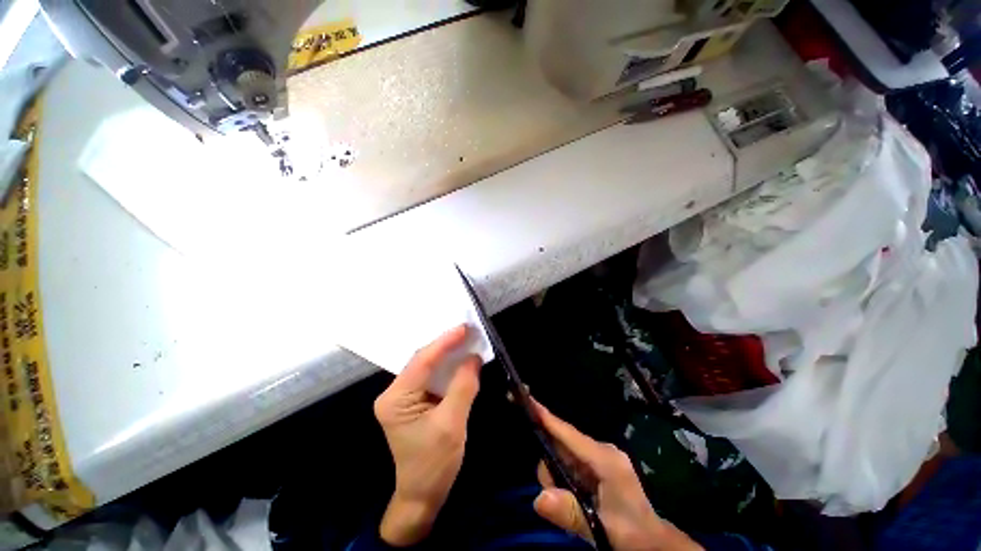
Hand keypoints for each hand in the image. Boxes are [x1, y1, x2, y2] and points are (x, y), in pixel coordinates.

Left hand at [374, 325, 481, 546]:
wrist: (422, 496)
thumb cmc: (434, 465)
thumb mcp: (452, 424)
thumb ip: (463, 386)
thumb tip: (474, 357)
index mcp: (395, 399)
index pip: (422, 362)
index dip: (444, 342)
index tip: (464, 328)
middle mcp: (393, 393)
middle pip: (422, 361)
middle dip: (445, 345)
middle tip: (467, 331)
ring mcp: (401, 397)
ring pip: (426, 366)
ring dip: (446, 354)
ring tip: (465, 339)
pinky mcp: (411, 401)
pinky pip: (430, 376)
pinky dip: (445, 367)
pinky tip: (457, 358)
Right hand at [532, 402, 702, 550]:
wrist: (653, 540)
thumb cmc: (631, 532)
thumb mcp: (601, 527)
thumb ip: (570, 513)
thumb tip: (538, 498)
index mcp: (605, 459)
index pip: (569, 434)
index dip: (547, 417)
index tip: (527, 399)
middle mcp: (601, 451)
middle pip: (562, 446)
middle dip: (550, 468)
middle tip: (552, 496)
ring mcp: (599, 457)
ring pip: (564, 457)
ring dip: (558, 479)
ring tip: (572, 509)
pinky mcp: (597, 465)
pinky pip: (571, 465)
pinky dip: (565, 481)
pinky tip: (574, 501)